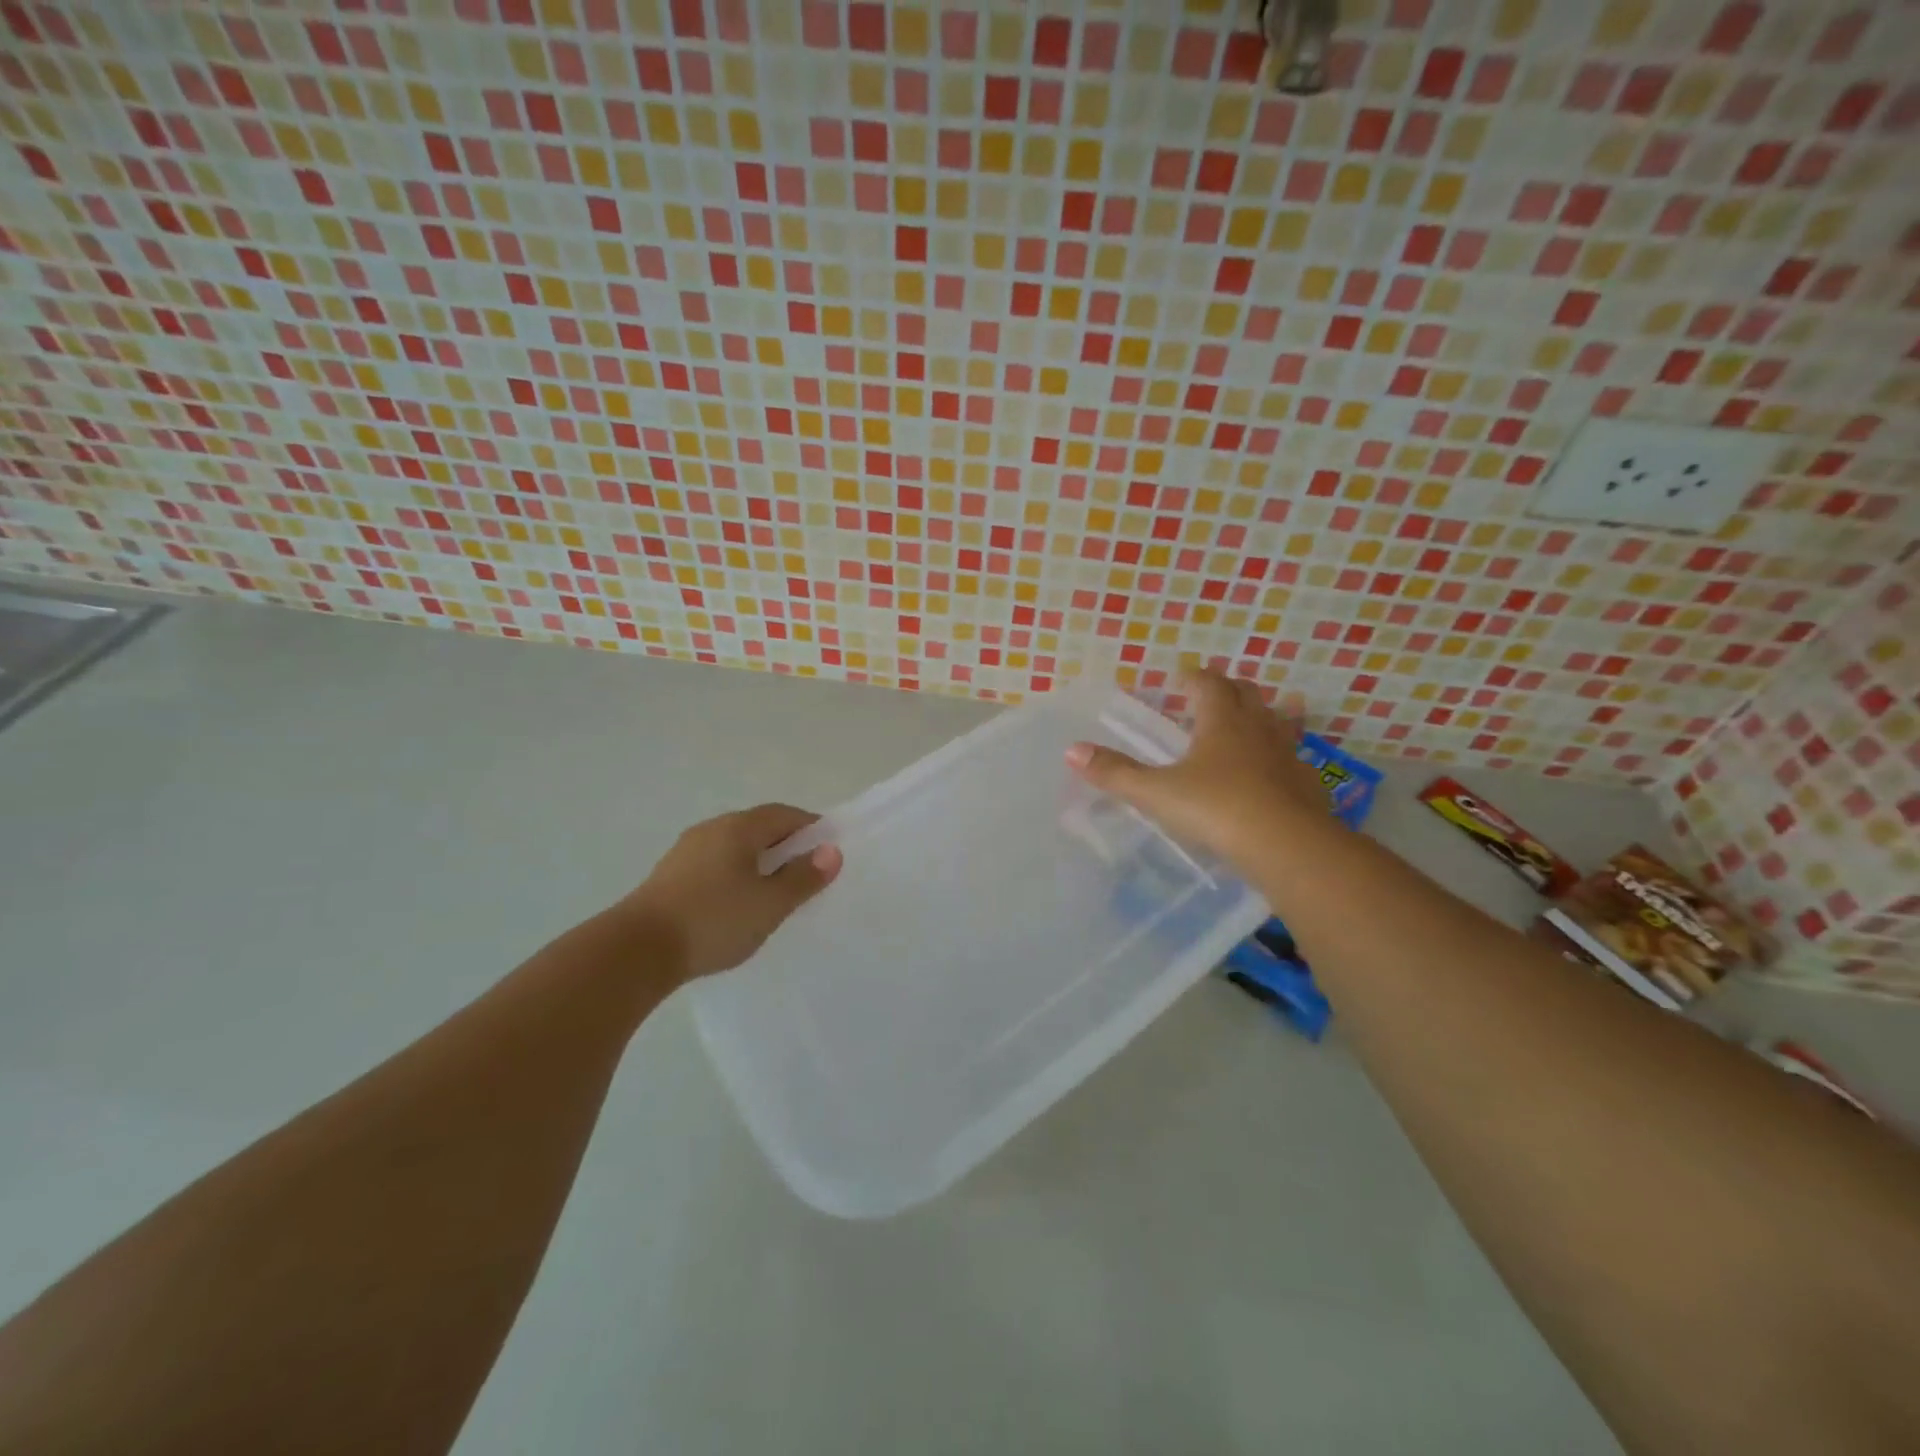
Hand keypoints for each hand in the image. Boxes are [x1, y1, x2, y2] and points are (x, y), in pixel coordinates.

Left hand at [614, 804, 841, 980]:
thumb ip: (803, 877)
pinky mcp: (669, 876)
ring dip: (758, 861)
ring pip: (734, 847)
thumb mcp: (770, 904)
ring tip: (774, 892)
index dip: (811, 827)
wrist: (636, 951)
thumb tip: (831, 851)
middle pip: (758, 827)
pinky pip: (714, 864)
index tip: (829, 849)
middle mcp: (711, 829)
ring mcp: (686, 851)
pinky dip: (734, 875)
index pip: (785, 814)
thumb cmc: (714, 920)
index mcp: (739, 828)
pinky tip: (736, 904)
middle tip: (806, 873)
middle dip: (785, 845)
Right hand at [1065, 668, 1332, 868]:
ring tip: (1265, 713)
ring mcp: (1288, 755)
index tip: (1179, 679)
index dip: (1193, 679)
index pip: (1208, 684)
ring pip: (1280, 721)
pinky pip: (1296, 759)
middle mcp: (1258, 729)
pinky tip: (1281, 770)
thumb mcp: (1157, 793)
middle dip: (1228, 689)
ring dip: (1269, 712)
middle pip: (1247, 694)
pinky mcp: (1307, 784)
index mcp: (1221, 722)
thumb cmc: (1217, 809)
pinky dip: (1286, 755)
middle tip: (1211, 694)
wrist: (1288, 847)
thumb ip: (1116, 773)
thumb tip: (1072, 750)